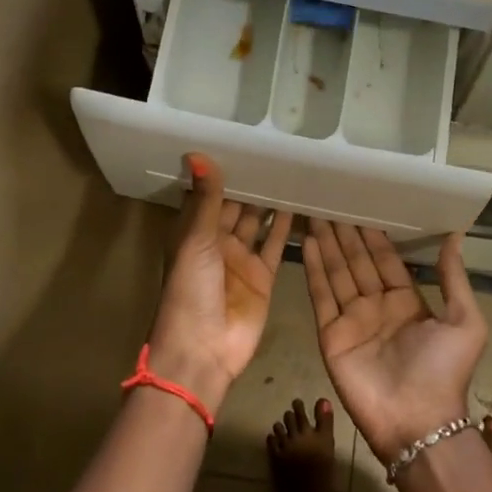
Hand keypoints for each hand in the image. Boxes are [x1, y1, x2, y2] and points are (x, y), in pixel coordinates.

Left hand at [145, 154, 293, 414]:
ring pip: (257, 223)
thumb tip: (196, 153)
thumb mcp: (195, 239)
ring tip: (290, 171)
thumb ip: (206, 198)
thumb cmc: (191, 290)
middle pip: (235, 207)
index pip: (208, 195)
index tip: (239, 142)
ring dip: (269, 202)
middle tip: (273, 151)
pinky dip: (285, 227)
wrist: (203, 349)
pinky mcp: (263, 276)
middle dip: (250, 184)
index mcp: (192, 233)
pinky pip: (275, 245)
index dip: (221, 172)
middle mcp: (216, 242)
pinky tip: (300, 204)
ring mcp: (241, 260)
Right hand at [302, 220, 487, 464]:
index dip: (374, 236)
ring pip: (337, 273)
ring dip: (327, 244)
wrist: (417, 420)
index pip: (386, 260)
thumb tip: (456, 235)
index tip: (362, 207)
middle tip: (332, 202)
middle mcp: (377, 306)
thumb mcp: (464, 321)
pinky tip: (308, 243)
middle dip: (346, 233)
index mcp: (407, 302)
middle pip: (357, 262)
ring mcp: (352, 319)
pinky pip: (322, 295)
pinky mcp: (331, 334)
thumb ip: (453, 278)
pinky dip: (314, 269)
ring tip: (315, 214)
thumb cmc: (444, 371)